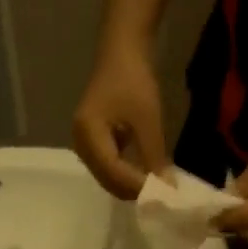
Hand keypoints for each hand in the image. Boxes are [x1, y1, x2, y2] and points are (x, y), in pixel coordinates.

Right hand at [73, 40, 167, 199]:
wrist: (122, 51)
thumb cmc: (134, 79)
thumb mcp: (148, 119)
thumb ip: (155, 156)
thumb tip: (167, 188)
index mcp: (88, 134)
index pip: (113, 171)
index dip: (137, 186)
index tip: (162, 196)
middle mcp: (80, 144)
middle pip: (107, 180)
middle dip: (133, 190)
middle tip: (161, 197)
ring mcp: (84, 145)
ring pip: (108, 178)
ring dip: (130, 185)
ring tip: (155, 189)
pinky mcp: (92, 144)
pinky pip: (108, 168)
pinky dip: (126, 175)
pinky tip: (144, 176)